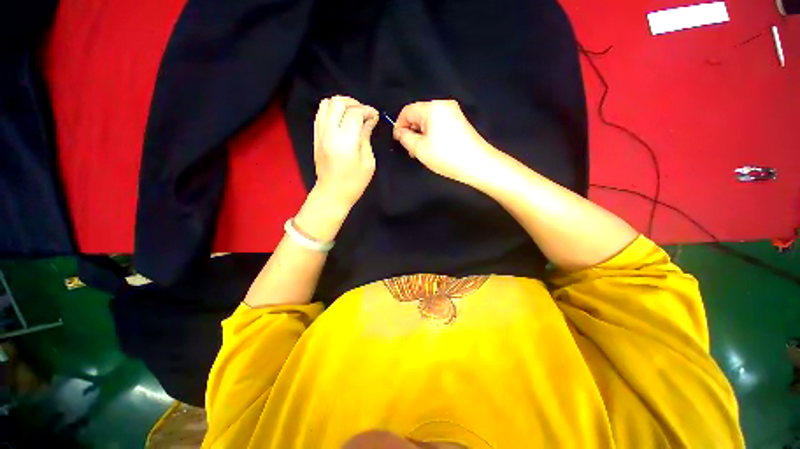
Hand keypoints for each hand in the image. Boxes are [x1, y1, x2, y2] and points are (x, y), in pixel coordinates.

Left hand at [313, 96, 378, 210]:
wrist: (332, 193)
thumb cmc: (354, 182)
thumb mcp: (368, 162)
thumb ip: (366, 137)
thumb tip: (369, 120)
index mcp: (345, 141)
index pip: (355, 113)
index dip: (367, 111)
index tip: (375, 116)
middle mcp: (329, 133)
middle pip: (338, 102)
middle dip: (354, 103)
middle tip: (364, 113)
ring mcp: (319, 134)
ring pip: (326, 104)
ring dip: (341, 105)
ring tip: (352, 114)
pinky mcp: (315, 137)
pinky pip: (320, 114)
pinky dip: (331, 111)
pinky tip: (342, 120)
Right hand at [392, 100, 499, 185]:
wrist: (477, 164)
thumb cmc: (446, 156)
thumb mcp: (420, 149)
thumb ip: (405, 138)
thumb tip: (400, 132)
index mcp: (433, 107)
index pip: (408, 110)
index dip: (399, 125)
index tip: (397, 141)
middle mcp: (443, 105)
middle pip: (419, 114)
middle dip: (410, 131)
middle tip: (409, 150)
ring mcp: (453, 113)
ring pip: (428, 121)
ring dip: (420, 135)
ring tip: (420, 152)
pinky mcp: (459, 122)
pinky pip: (438, 125)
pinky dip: (431, 135)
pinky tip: (431, 149)